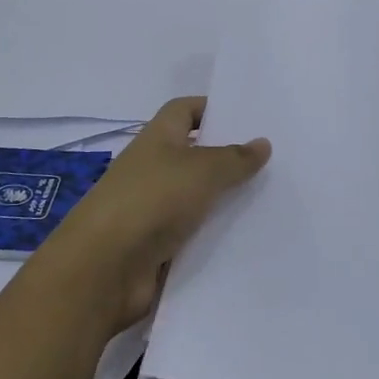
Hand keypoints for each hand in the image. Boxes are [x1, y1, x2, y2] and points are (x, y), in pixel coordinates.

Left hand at [40, 96, 270, 333]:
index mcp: (157, 138)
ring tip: (273, 200)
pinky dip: (216, 236)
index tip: (248, 118)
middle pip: (195, 155)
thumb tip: (262, 143)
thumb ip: (235, 158)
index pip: (184, 110)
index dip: (212, 109)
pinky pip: (195, 235)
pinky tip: (251, 239)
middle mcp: (153, 169)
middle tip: (274, 161)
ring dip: (227, 200)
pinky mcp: (158, 246)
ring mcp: (154, 209)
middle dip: (229, 157)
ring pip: (198, 198)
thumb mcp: (202, 170)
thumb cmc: (152, 200)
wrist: (104, 269)